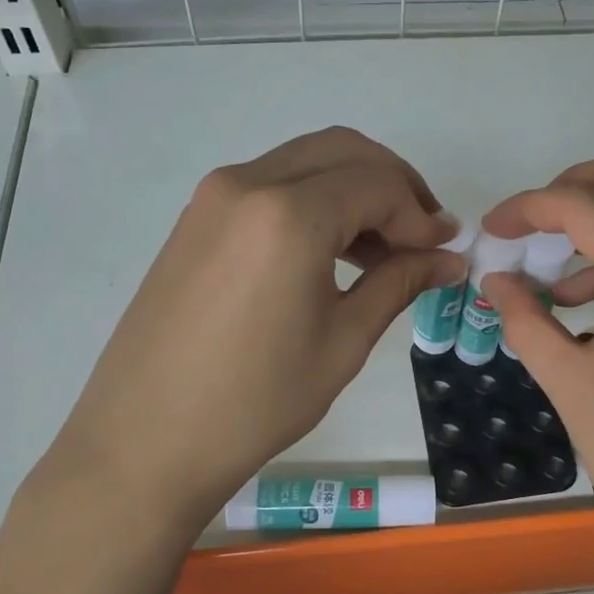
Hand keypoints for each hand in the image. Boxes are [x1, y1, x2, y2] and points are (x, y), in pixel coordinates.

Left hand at [48, 128, 460, 526]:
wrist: (144, 441)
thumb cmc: (255, 401)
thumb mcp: (343, 341)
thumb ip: (399, 283)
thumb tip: (448, 259)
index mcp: (289, 213)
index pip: (378, 185)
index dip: (421, 215)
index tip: (447, 249)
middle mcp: (249, 183)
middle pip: (344, 152)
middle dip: (394, 185)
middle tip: (423, 236)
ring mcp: (214, 196)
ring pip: (306, 161)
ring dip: (354, 189)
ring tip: (384, 249)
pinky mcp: (197, 217)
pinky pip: (272, 184)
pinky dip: (314, 200)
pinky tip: (331, 251)